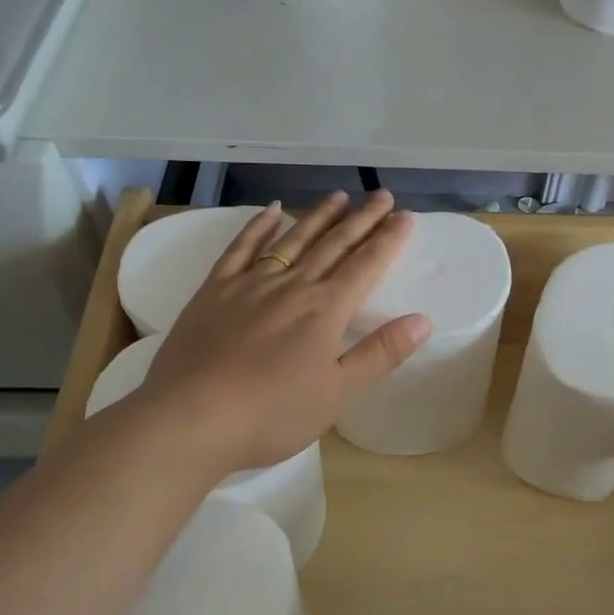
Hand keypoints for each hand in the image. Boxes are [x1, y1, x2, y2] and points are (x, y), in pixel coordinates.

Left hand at [131, 191, 429, 473]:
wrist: (191, 418)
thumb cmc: (272, 414)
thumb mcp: (337, 393)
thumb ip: (380, 354)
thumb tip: (422, 320)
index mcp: (325, 310)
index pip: (366, 265)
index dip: (388, 239)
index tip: (405, 215)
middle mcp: (292, 286)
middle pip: (334, 245)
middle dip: (361, 219)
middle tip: (382, 195)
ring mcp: (250, 284)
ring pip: (293, 240)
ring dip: (318, 217)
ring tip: (339, 197)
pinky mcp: (215, 290)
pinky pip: (241, 248)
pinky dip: (258, 227)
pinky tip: (271, 211)